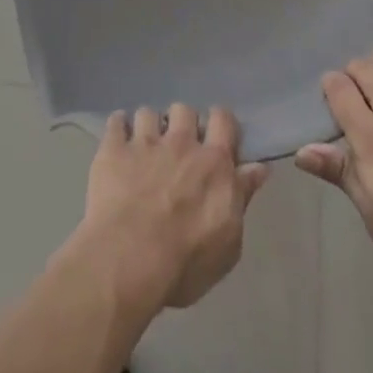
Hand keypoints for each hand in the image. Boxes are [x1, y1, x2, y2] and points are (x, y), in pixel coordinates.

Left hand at [72, 105, 268, 310]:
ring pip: (149, 112)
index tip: (216, 138)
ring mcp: (144, 142)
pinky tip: (117, 142)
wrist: (128, 260)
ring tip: (143, 146)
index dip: (219, 123)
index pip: (223, 119)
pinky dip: (118, 128)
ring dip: (149, 127)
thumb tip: (259, 168)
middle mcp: (180, 142)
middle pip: (184, 110)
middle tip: (177, 147)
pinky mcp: (113, 148)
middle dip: (181, 123)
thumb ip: (242, 197)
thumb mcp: (228, 243)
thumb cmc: (185, 262)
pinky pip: (116, 120)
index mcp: (213, 162)